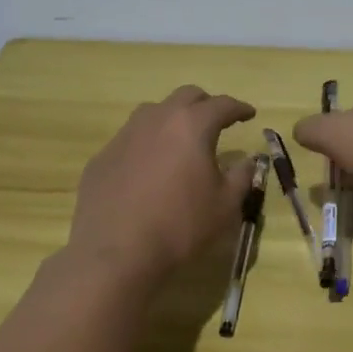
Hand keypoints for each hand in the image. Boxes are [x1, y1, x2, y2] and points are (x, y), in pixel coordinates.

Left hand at [67, 86, 256, 284]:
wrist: (114, 254)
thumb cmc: (180, 227)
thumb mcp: (225, 206)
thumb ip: (242, 176)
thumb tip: (248, 160)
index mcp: (192, 126)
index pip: (222, 105)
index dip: (239, 108)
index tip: (249, 114)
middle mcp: (157, 120)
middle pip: (186, 96)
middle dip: (206, 104)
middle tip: (217, 121)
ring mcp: (124, 136)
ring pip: (153, 112)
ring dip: (173, 119)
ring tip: (181, 141)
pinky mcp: (102, 157)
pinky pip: (130, 139)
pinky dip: (147, 145)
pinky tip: (149, 169)